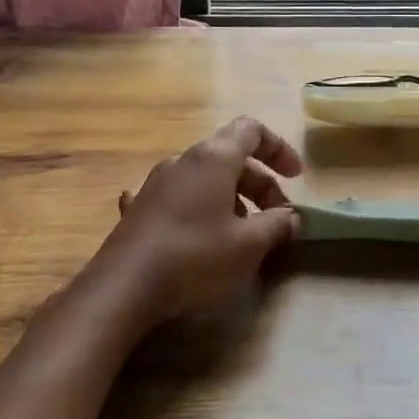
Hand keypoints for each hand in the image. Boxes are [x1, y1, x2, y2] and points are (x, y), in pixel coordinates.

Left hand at [91, 116, 303, 326]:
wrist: (123, 288)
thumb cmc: (195, 257)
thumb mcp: (249, 245)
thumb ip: (278, 225)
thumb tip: (292, 217)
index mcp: (213, 158)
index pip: (252, 130)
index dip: (279, 149)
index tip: (296, 177)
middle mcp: (183, 161)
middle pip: (231, 157)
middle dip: (261, 184)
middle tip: (278, 219)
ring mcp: (155, 183)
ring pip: (204, 178)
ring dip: (231, 198)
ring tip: (242, 233)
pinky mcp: (138, 209)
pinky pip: (177, 197)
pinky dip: (198, 209)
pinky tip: (195, 231)